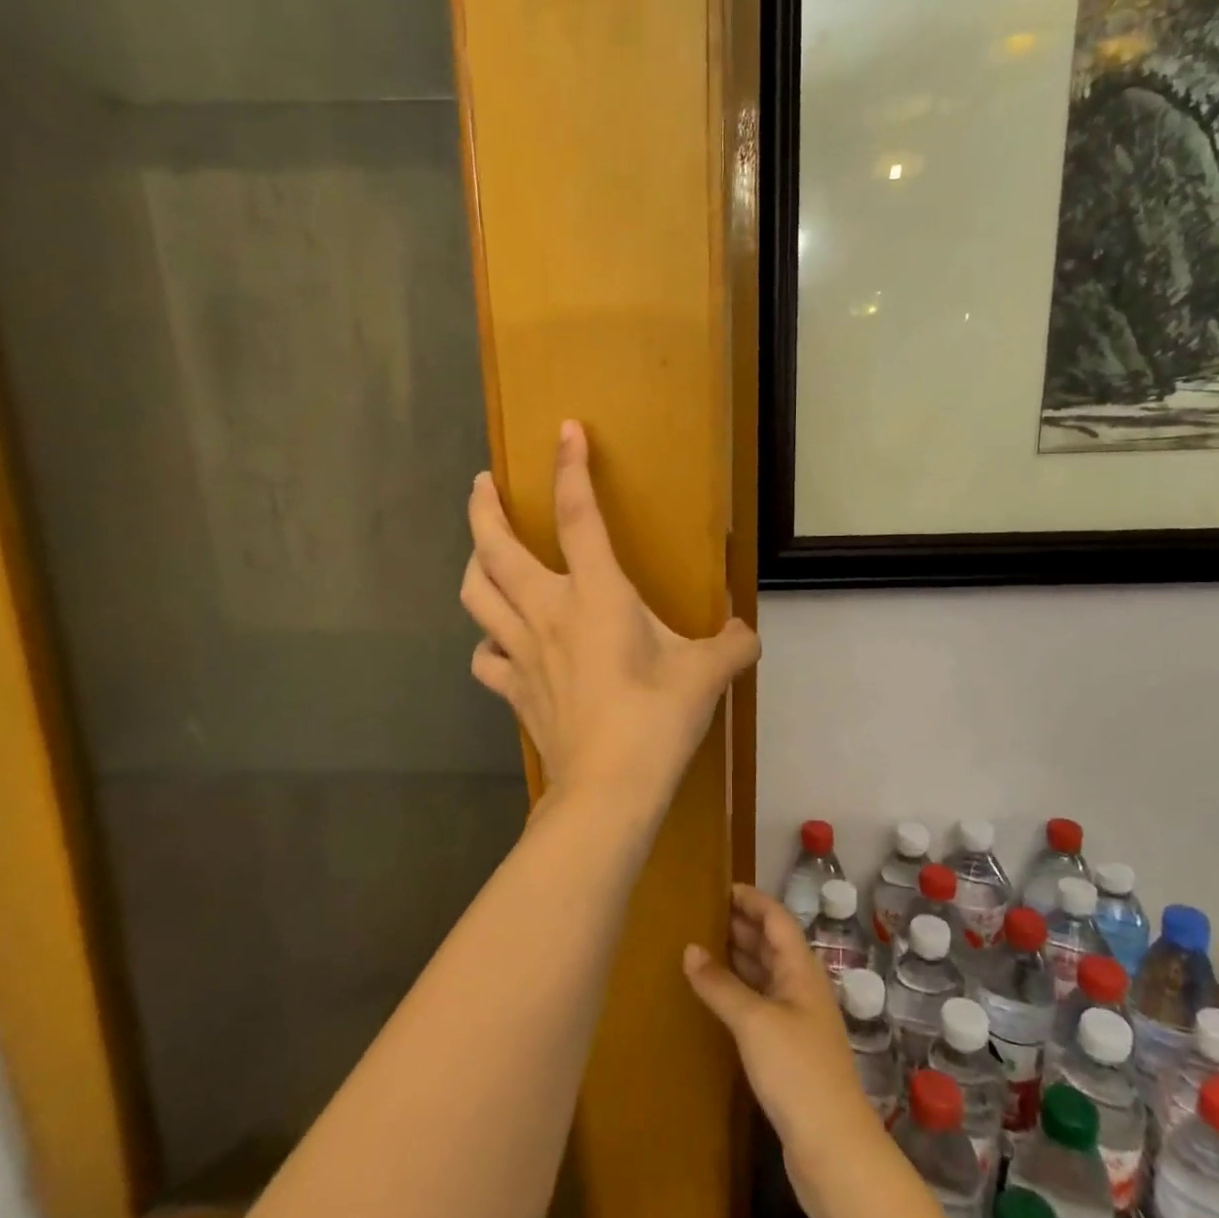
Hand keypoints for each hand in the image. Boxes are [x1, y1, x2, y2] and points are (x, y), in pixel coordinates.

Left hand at [461, 420, 759, 807]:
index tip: (565, 430)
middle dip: (483, 507)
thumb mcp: (707, 674)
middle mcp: (547, 611)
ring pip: (475, 594)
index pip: (577, 514)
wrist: (609, 787)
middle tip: (483, 483)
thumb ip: (731, 644)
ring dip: (473, 565)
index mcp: (596, 594)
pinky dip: (487, 642)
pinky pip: (484, 656)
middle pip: (494, 547)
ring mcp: (520, 651)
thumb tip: (745, 632)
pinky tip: (498, 645)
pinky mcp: (512, 688)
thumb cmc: (657, 719)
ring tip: (481, 553)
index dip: (570, 468)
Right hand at [683, 885, 881, 1173]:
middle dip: (740, 925)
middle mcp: (802, 987)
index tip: (719, 887)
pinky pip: (760, 1004)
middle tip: (699, 914)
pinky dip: (738, 991)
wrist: (833, 1148)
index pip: (777, 918)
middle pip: (771, 943)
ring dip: (737, 957)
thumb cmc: (797, 1071)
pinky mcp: (789, 1050)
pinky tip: (715, 996)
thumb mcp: (754, 1021)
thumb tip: (689, 948)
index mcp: (801, 969)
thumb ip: (720, 984)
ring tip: (699, 946)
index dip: (751, 899)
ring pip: (765, 974)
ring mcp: (798, 1020)